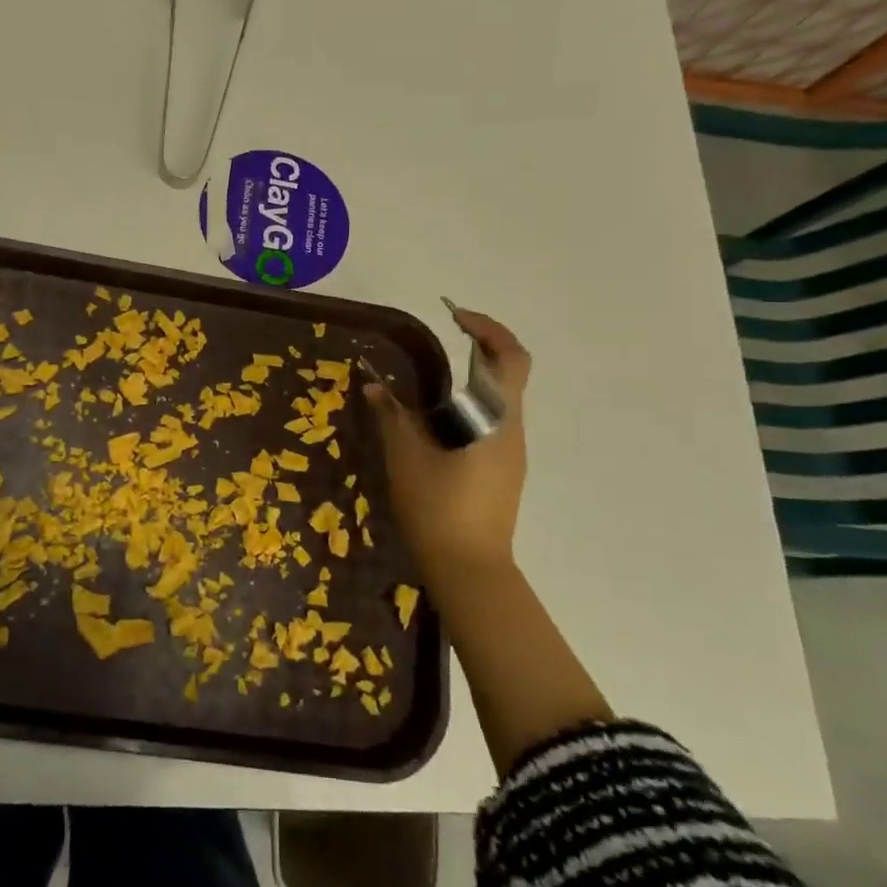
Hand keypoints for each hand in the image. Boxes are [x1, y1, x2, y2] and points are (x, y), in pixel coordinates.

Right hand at [365, 309, 529, 595]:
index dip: (488, 328)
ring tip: (429, 382)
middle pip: (508, 374)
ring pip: (499, 401)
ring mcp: (512, 453)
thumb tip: (373, 386)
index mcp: (496, 418)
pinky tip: (436, 424)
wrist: (470, 570)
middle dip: (481, 349)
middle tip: (445, 339)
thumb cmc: (438, 507)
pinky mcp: (504, 472)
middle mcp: (512, 429)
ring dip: (472, 380)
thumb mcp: (405, 457)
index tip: (455, 316)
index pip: (510, 357)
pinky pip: (491, 423)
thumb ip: (391, 416)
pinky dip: (469, 408)